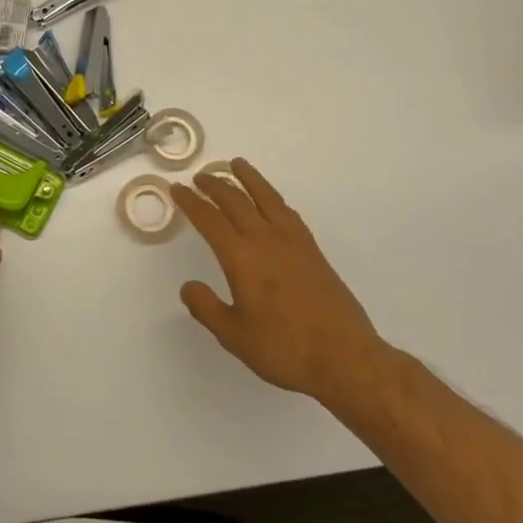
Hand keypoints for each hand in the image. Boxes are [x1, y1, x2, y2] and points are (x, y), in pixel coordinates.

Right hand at [173, 159, 392, 400]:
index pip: (210, 220)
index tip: (178, 189)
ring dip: (249, 179)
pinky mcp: (313, 251)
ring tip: (236, 164)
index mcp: (242, 258)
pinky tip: (271, 201)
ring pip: (266, 198)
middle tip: (200, 176)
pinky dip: (273, 199)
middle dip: (215, 185)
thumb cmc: (284, 349)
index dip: (191, 202)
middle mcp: (266, 241)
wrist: (345, 357)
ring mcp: (293, 243)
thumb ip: (207, 308)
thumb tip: (188, 286)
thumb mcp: (234, 336)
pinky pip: (288, 213)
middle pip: (236, 201)